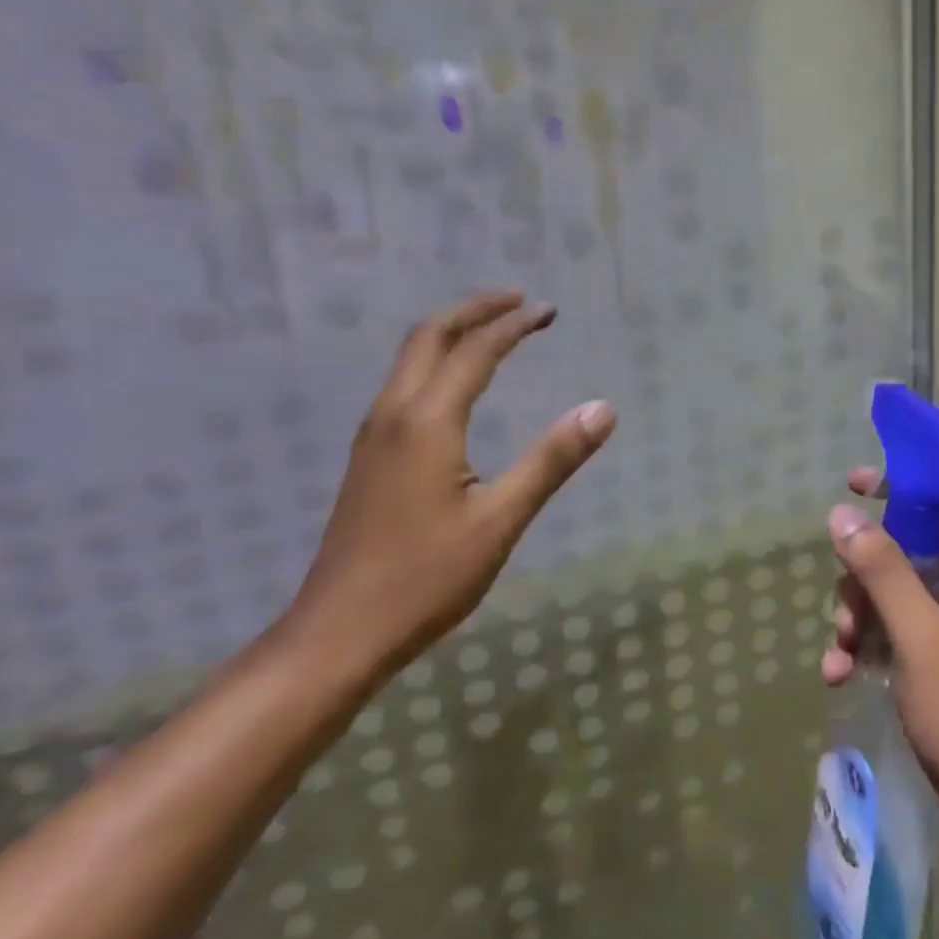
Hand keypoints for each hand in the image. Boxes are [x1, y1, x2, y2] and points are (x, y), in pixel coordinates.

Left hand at [282, 291, 616, 685]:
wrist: (336, 634)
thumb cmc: (424, 578)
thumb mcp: (501, 520)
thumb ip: (552, 460)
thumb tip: (603, 408)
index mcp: (427, 421)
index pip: (476, 351)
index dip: (514, 325)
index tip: (549, 311)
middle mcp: (393, 414)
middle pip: (428, 336)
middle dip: (474, 311)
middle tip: (518, 303)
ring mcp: (373, 436)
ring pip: (409, 359)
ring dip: (452, 333)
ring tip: (493, 332)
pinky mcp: (368, 459)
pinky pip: (403, 385)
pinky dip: (436, 362)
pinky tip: (456, 387)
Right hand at [822, 470, 938, 842]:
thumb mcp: (919, 634)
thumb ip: (881, 570)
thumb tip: (842, 513)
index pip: (938, 501)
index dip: (897, 486)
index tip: (852, 485)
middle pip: (903, 549)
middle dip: (862, 578)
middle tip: (844, 616)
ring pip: (891, 592)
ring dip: (857, 618)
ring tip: (838, 657)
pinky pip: (893, 631)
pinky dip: (865, 646)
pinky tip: (839, 675)